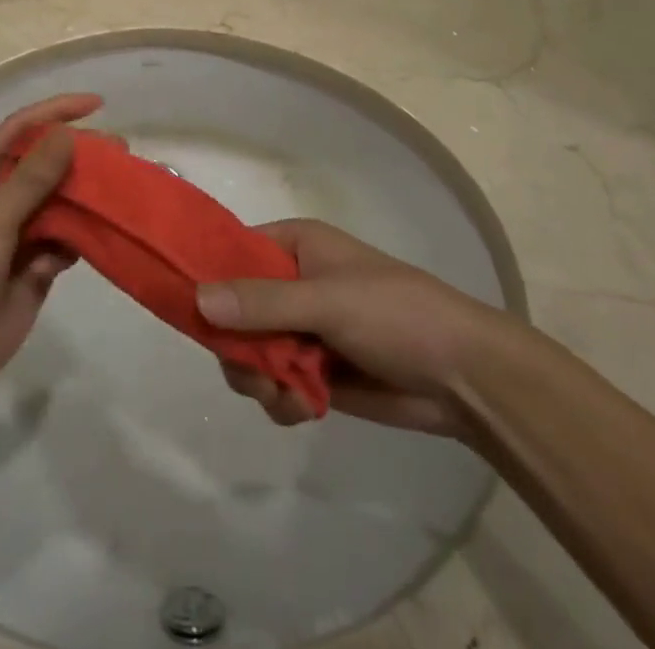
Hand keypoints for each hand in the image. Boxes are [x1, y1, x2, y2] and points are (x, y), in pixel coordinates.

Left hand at [0, 94, 101, 410]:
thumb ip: (32, 176)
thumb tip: (68, 134)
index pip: (23, 127)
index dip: (57, 110)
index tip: (96, 104)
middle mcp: (2, 196)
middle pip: (48, 162)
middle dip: (81, 153)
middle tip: (121, 150)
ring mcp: (21, 230)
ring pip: (62, 199)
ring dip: (89, 192)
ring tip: (124, 186)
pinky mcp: (37, 263)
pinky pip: (68, 237)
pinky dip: (86, 232)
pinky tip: (107, 229)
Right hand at [197, 218, 517, 437]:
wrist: (465, 377)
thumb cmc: (395, 314)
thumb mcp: (327, 300)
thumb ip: (263, 302)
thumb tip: (197, 300)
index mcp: (293, 246)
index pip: (233, 252)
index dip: (208, 277)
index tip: (189, 310)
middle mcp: (291, 283)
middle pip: (234, 309)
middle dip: (236, 344)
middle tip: (251, 370)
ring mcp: (303, 329)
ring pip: (250, 352)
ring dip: (258, 377)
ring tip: (283, 394)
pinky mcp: (316, 372)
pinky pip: (275, 384)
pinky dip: (280, 399)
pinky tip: (302, 408)